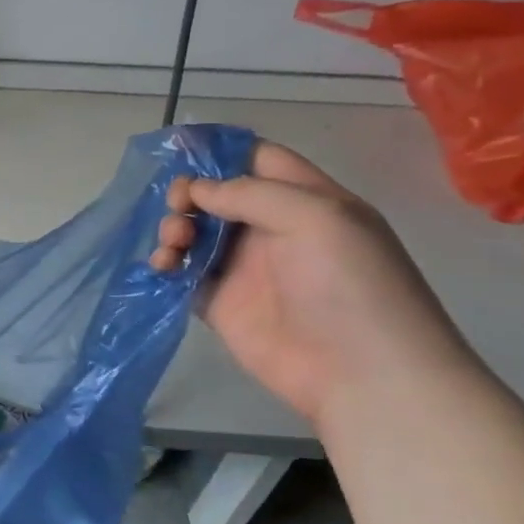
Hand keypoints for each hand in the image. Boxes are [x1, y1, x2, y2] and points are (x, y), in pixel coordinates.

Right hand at [151, 142, 473, 423]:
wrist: (361, 374)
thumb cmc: (349, 285)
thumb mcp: (315, 218)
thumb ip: (251, 194)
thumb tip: (197, 190)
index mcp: (306, 201)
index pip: (258, 160)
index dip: (220, 151)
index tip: (177, 148)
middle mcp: (273, 229)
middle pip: (217, 195)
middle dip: (189, 193)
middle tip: (177, 207)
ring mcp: (245, 268)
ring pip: (195, 232)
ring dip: (174, 228)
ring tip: (172, 244)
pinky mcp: (221, 303)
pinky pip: (183, 273)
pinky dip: (166, 264)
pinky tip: (162, 267)